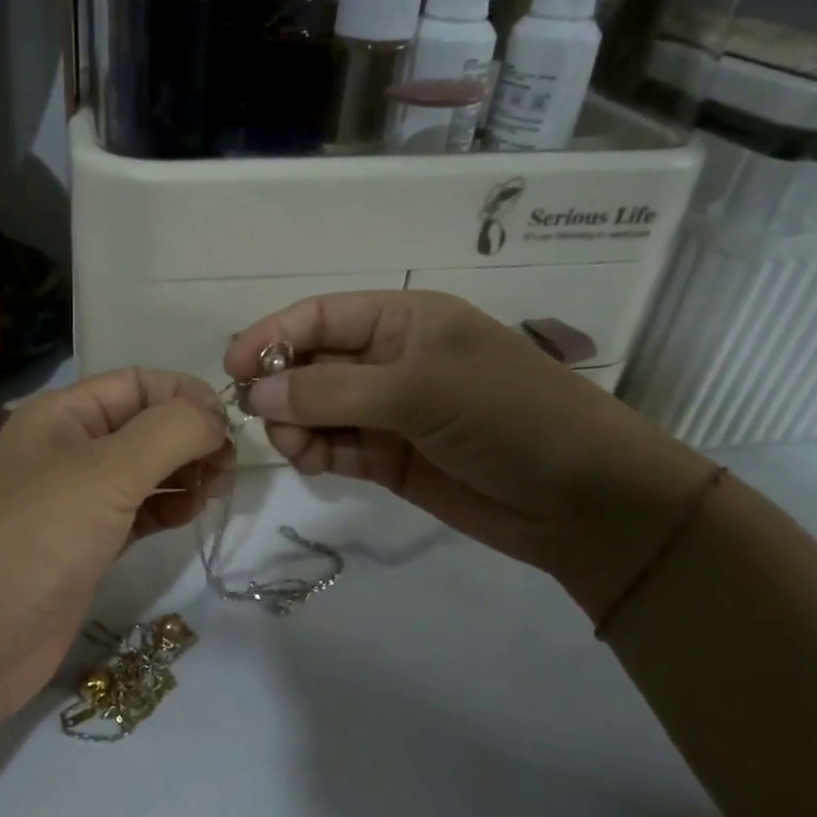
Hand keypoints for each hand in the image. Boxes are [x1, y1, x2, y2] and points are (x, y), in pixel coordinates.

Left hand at [0, 369, 228, 733]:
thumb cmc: (36, 539)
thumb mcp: (106, 471)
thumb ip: (170, 432)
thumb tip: (215, 417)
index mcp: (63, 415)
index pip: (137, 384)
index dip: (186, 395)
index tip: (231, 425)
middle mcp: (68, 450)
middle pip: (144, 425)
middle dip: (190, 436)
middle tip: (229, 466)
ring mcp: (76, 501)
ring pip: (145, 470)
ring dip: (185, 472)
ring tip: (218, 489)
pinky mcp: (86, 546)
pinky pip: (139, 512)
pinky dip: (168, 508)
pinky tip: (192, 514)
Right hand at [225, 291, 713, 618]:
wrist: (584, 501)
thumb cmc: (509, 418)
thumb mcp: (421, 389)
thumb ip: (333, 390)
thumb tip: (254, 394)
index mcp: (405, 319)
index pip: (321, 316)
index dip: (272, 335)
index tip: (231, 368)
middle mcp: (392, 359)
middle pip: (312, 362)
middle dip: (282, 386)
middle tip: (261, 420)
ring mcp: (389, 411)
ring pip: (317, 409)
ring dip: (296, 425)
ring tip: (297, 449)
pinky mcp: (390, 458)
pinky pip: (335, 446)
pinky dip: (315, 452)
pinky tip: (312, 463)